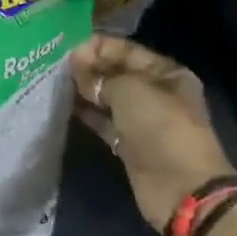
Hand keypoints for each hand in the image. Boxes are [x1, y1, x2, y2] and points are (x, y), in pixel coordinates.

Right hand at [72, 35, 233, 233]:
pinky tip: (64, 106)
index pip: (126, 49)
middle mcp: (156, 92)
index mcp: (166, 72)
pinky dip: (87, 114)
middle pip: (116, 72)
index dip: (98, 47)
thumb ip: (100, 76)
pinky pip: (104, 121)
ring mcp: (143, 120)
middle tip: (57, 66)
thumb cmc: (160, 127)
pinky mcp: (129, 144)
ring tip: (56, 83)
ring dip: (85, 91)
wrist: (180, 189)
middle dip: (89, 68)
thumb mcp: (129, 90)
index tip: (68, 49)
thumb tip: (78, 67)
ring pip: (108, 98)